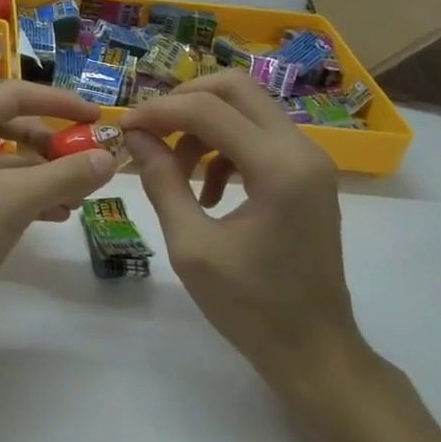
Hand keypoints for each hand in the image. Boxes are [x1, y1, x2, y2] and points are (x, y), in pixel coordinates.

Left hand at [0, 81, 118, 350]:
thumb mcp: (16, 199)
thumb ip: (65, 175)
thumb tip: (109, 156)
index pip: (13, 96)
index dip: (57, 101)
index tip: (95, 116)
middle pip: (9, 127)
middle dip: (50, 143)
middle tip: (87, 158)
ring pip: (5, 164)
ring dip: (44, 174)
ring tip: (80, 194)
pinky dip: (28, 198)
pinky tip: (57, 215)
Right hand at [122, 71, 360, 383]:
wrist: (317, 354)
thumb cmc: (252, 308)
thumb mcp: (192, 246)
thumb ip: (162, 181)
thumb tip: (135, 134)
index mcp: (278, 167)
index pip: (208, 109)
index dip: (159, 111)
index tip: (124, 126)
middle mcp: (302, 149)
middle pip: (235, 88)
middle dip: (184, 100)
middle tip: (150, 128)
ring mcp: (310, 159)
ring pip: (246, 107)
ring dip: (203, 124)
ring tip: (173, 168)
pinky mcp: (308, 173)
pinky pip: (258, 134)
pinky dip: (224, 145)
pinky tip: (205, 188)